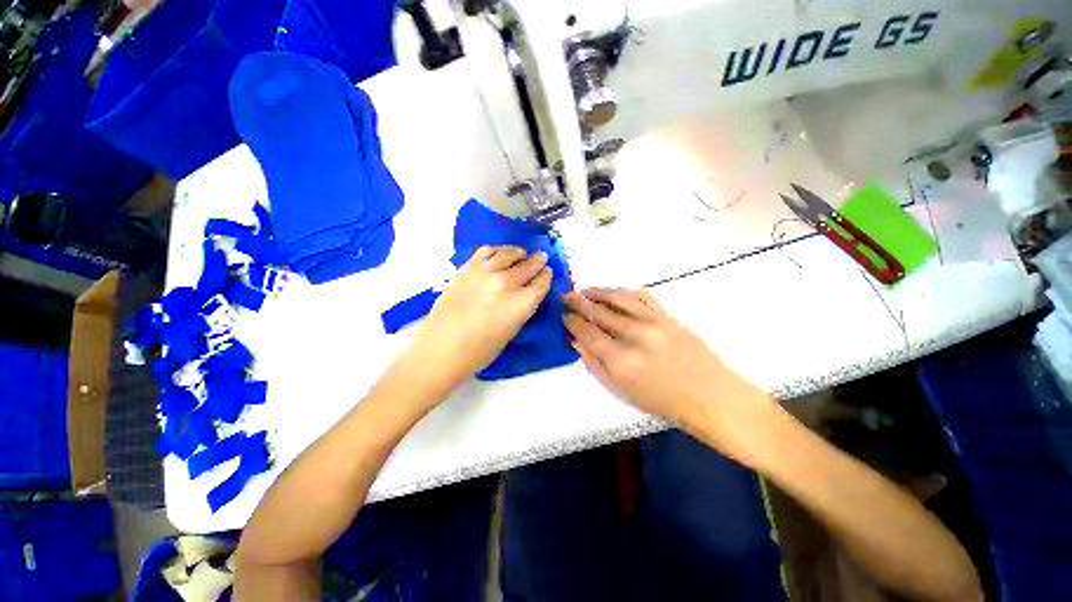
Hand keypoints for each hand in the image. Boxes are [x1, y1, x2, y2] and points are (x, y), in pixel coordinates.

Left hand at [407, 246, 552, 391]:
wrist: (441, 347)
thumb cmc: (479, 351)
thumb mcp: (511, 333)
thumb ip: (522, 309)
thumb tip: (527, 294)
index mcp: (521, 303)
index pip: (541, 283)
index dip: (546, 276)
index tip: (548, 272)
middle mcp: (506, 283)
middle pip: (528, 265)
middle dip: (537, 261)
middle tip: (541, 257)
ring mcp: (486, 272)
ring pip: (508, 253)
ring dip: (518, 253)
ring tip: (520, 254)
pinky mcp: (468, 268)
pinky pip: (487, 251)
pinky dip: (497, 251)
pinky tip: (498, 255)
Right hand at [564, 288, 776, 464]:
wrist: (710, 395)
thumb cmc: (662, 401)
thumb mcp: (620, 391)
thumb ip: (594, 364)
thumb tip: (575, 340)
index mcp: (620, 360)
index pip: (586, 332)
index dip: (571, 321)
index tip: (563, 315)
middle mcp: (634, 335)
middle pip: (598, 311)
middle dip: (578, 301)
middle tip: (566, 297)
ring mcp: (653, 321)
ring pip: (617, 297)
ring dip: (597, 291)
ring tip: (585, 291)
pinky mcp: (667, 315)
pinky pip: (640, 295)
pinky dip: (622, 291)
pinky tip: (613, 293)